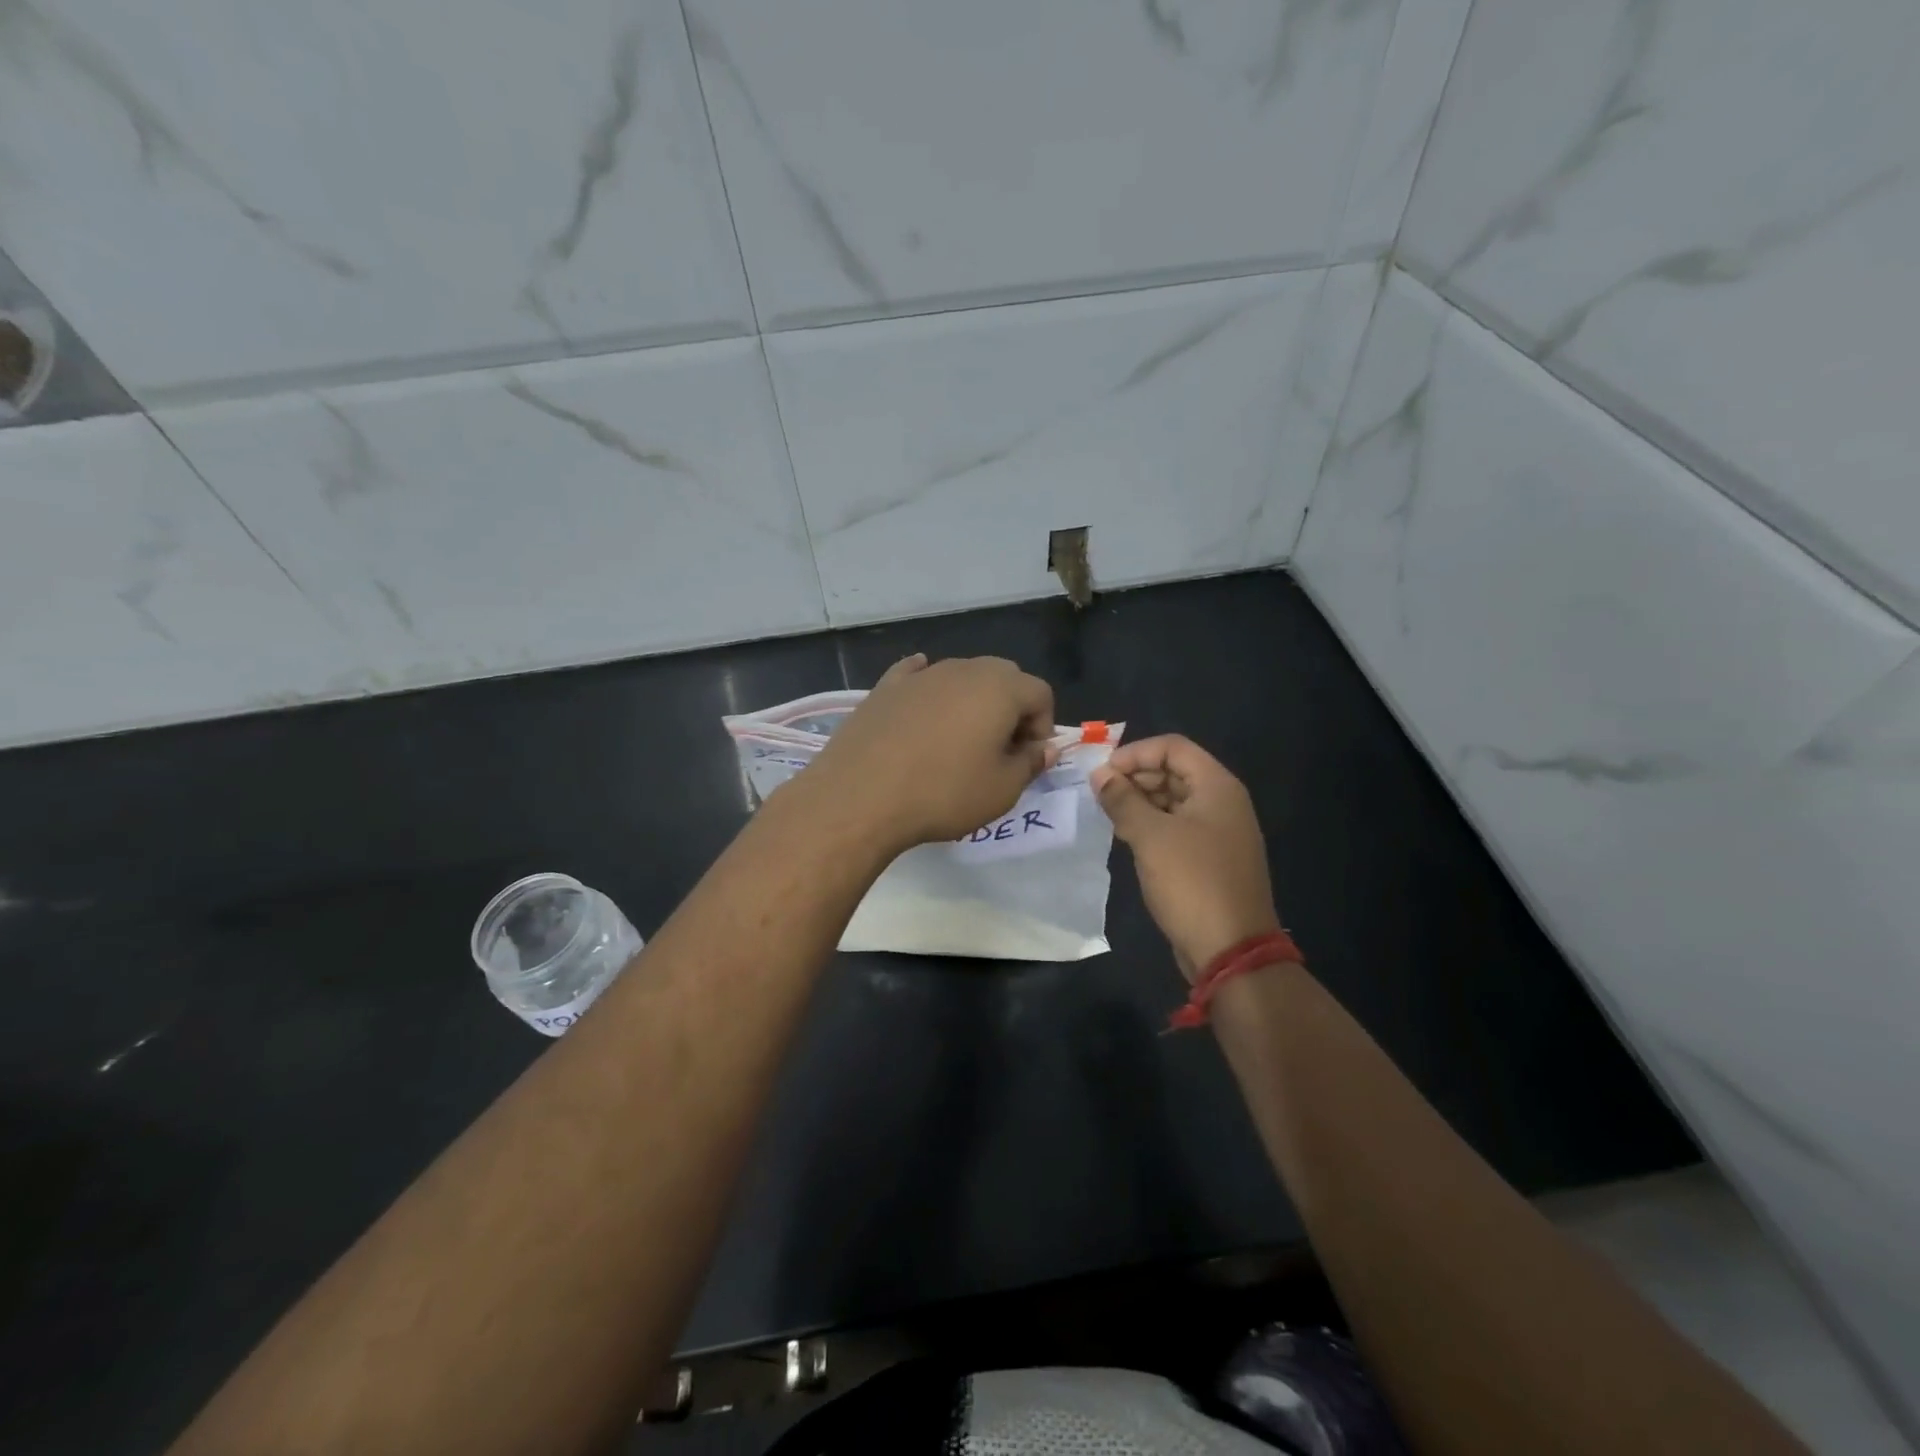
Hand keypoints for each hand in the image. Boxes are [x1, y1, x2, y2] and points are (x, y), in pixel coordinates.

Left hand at [808, 654, 1055, 851]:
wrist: (860, 796)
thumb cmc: (943, 793)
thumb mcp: (1002, 790)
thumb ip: (1030, 764)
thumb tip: (1042, 748)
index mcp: (1000, 688)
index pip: (1040, 693)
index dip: (1042, 727)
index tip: (1026, 760)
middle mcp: (963, 669)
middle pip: (1003, 678)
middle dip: (1010, 710)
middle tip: (998, 750)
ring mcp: (920, 675)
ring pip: (961, 677)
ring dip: (971, 703)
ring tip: (958, 744)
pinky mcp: (885, 687)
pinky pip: (917, 677)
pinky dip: (929, 690)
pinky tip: (923, 705)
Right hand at [1092, 735, 1278, 981]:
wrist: (1231, 950)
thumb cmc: (1192, 882)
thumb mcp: (1150, 837)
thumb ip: (1122, 800)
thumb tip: (1099, 775)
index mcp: (1217, 787)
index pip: (1173, 747)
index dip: (1135, 754)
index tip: (1102, 774)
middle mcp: (1223, 802)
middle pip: (1174, 771)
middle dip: (1135, 777)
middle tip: (1100, 795)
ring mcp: (1220, 832)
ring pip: (1174, 800)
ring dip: (1141, 802)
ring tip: (1109, 816)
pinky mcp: (1211, 859)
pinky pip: (1178, 827)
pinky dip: (1152, 825)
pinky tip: (1127, 838)